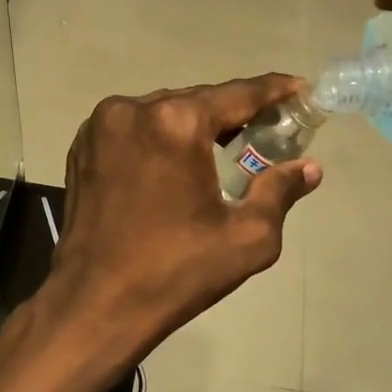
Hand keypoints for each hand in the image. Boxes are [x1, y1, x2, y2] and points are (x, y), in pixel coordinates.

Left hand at [43, 75, 321, 375]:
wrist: (96, 303)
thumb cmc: (176, 272)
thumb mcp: (246, 237)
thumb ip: (279, 191)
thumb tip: (308, 168)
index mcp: (176, 123)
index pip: (238, 94)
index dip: (273, 91)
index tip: (299, 89)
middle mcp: (134, 109)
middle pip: (198, 100)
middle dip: (232, 115)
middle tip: (263, 133)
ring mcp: (101, 125)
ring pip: (163, 111)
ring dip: (193, 126)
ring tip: (221, 151)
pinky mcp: (83, 144)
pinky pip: (134, 127)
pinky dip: (159, 137)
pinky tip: (175, 163)